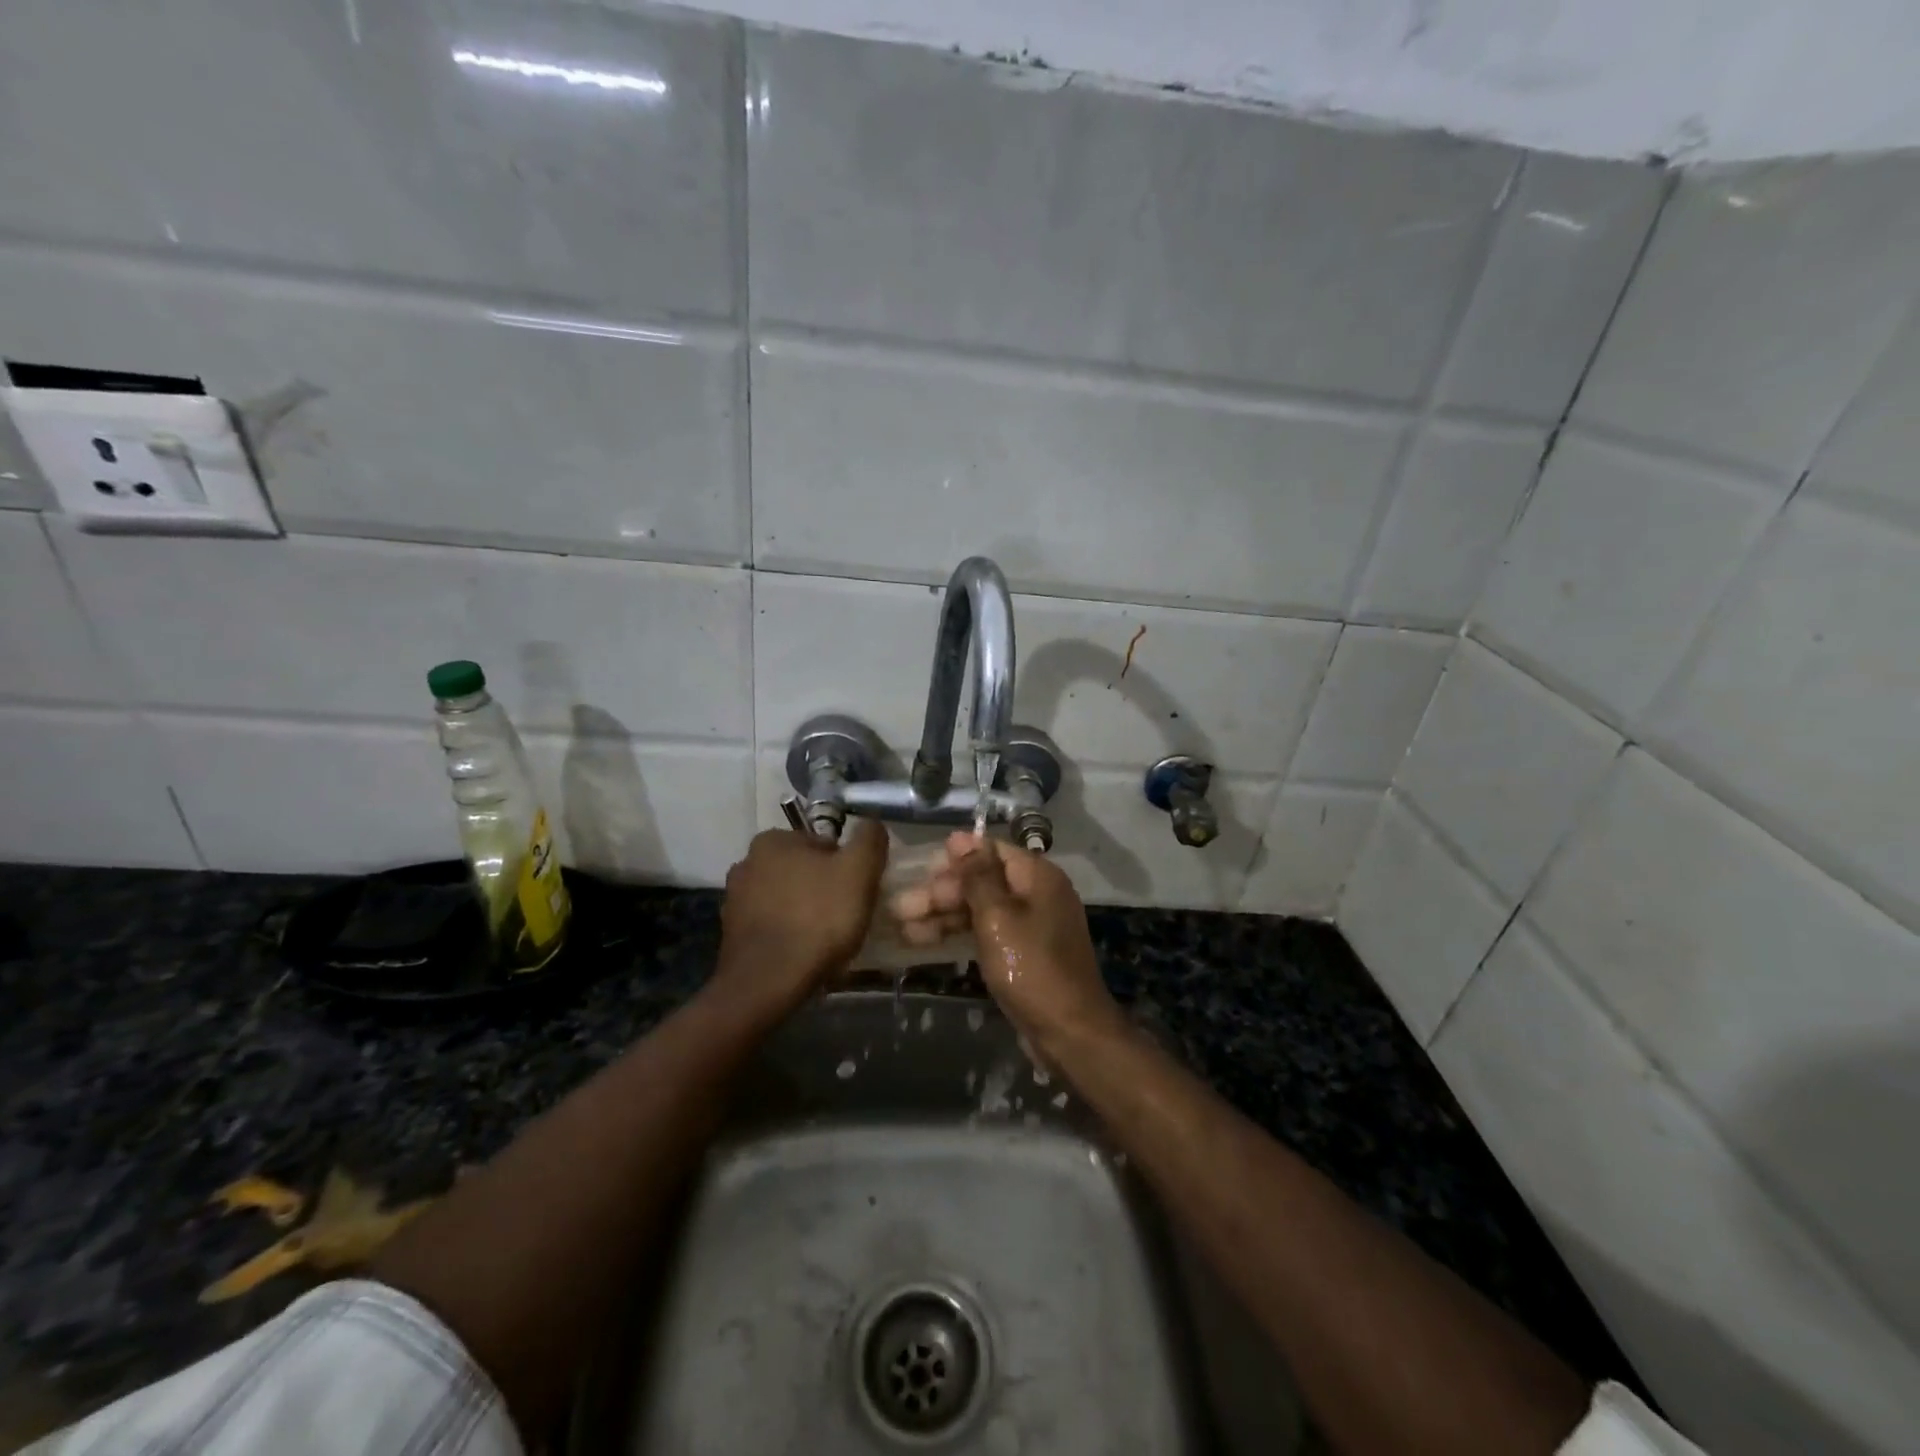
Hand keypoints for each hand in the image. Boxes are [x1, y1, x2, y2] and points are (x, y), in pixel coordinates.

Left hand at [714, 819, 887, 1017]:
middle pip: (803, 871)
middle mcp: (746, 862)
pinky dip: (788, 933)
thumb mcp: (859, 871)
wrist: (768, 983)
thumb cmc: (818, 918)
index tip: (858, 892)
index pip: (824, 844)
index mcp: (773, 840)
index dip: (847, 867)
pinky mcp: (732, 934)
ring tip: (826, 938)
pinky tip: (804, 952)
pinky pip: (772, 925)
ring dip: (805, 911)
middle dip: (824, 888)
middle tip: (846, 915)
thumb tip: (871, 825)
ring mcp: (735, 900)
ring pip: (786, 898)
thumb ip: (869, 839)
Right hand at [891, 832, 1121, 1051]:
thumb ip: (977, 876)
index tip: (920, 869)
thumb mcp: (998, 918)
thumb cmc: (1032, 968)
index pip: (991, 851)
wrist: (1069, 1033)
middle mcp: (1037, 894)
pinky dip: (958, 935)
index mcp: (1038, 877)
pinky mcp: (1023, 953)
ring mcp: (1031, 926)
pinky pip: (986, 933)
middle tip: (902, 907)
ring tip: (903, 927)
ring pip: (980, 909)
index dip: (955, 858)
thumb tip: (961, 837)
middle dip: (942, 892)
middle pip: (983, 881)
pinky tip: (924, 942)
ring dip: (943, 915)